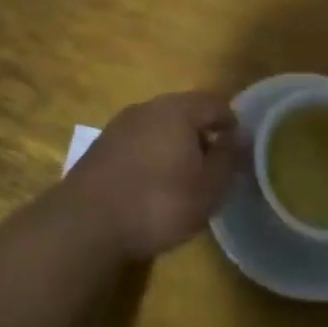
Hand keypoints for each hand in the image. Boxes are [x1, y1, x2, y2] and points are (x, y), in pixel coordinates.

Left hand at [63, 92, 245, 260]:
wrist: (85, 223)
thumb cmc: (157, 203)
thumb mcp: (207, 189)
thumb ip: (228, 159)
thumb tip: (242, 136)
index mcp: (178, 109)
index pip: (215, 103)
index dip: (232, 123)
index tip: (238, 150)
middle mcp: (148, 107)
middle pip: (185, 112)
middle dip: (202, 134)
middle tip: (213, 166)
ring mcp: (120, 125)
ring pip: (159, 127)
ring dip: (174, 145)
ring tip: (183, 179)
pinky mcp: (101, 147)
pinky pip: (138, 143)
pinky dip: (151, 157)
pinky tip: (151, 186)